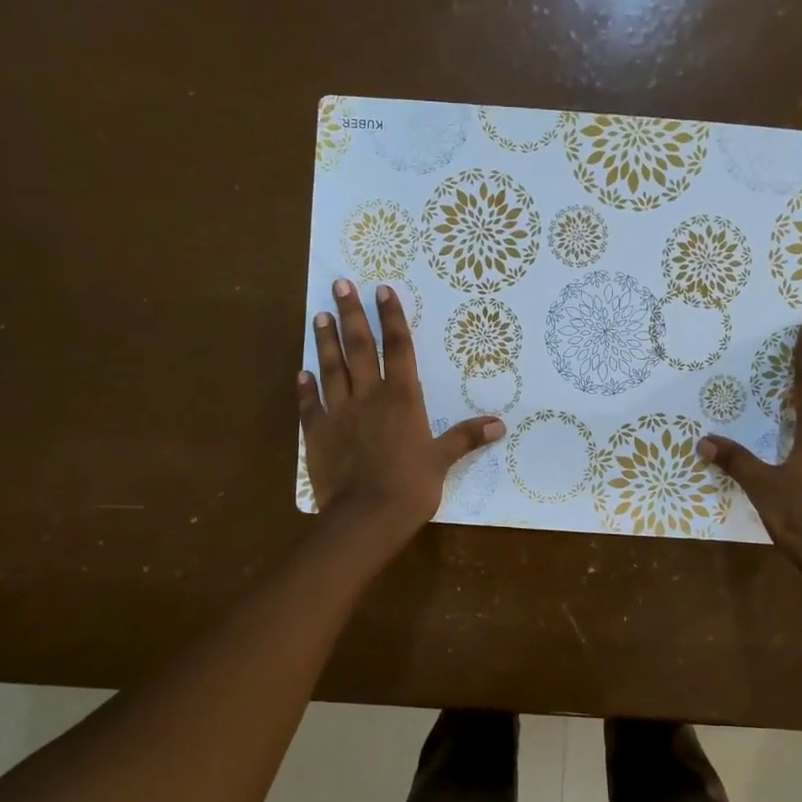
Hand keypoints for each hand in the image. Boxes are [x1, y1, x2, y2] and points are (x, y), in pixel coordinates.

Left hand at [300, 280, 503, 541]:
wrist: (366, 516)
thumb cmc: (411, 486)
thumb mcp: (443, 460)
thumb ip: (467, 438)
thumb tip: (500, 424)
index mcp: (402, 398)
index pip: (398, 348)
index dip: (392, 318)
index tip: (382, 290)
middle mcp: (368, 396)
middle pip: (359, 347)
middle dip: (351, 314)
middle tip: (341, 284)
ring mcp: (339, 413)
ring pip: (331, 368)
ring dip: (325, 341)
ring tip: (318, 315)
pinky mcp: (317, 434)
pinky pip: (309, 405)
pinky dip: (305, 388)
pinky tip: (301, 373)